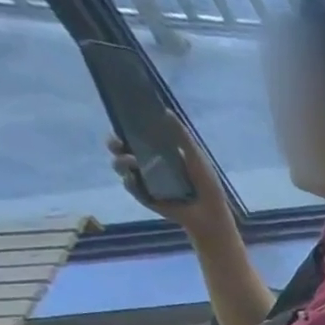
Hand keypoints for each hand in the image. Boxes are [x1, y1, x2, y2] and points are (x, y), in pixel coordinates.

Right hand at [107, 111, 229, 229]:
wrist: (211, 213)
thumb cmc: (206, 184)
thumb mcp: (195, 157)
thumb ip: (182, 136)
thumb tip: (166, 111)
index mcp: (158, 152)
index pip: (134, 135)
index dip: (125, 126)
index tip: (121, 117)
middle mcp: (146, 164)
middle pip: (120, 148)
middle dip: (114, 142)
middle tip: (117, 141)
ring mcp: (143, 180)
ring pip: (120, 166)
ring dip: (121, 162)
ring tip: (132, 162)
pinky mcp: (143, 196)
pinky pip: (130, 186)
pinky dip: (131, 181)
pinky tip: (135, 179)